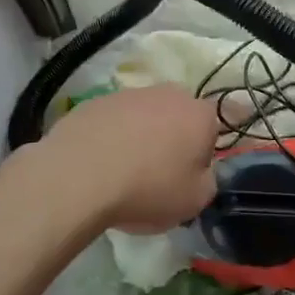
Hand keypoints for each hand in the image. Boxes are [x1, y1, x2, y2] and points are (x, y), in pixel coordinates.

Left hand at [31, 84, 219, 232]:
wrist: (79, 175)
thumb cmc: (148, 188)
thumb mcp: (195, 200)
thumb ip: (208, 181)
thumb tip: (200, 170)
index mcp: (200, 115)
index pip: (215, 128)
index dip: (204, 153)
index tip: (189, 175)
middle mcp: (168, 94)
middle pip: (178, 117)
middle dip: (173, 139)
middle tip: (158, 173)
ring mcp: (129, 94)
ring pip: (144, 116)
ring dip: (140, 136)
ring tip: (123, 171)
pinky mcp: (95, 101)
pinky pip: (113, 121)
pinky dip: (111, 137)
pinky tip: (98, 163)